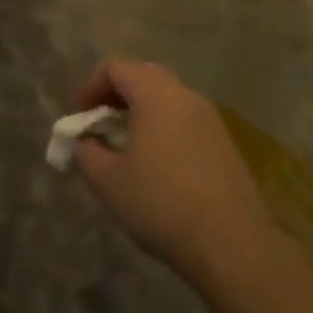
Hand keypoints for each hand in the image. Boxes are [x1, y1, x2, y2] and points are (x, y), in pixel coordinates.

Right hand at [67, 61, 274, 286]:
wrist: (233, 243)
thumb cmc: (162, 204)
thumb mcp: (108, 181)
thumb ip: (86, 152)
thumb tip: (84, 142)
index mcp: (155, 94)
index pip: (116, 68)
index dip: (91, 87)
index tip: (80, 118)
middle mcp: (185, 95)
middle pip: (144, 76)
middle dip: (117, 96)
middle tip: (101, 126)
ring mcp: (210, 118)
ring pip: (168, 98)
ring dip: (142, 112)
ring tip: (127, 147)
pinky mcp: (225, 142)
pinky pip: (185, 120)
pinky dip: (164, 128)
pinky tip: (158, 165)